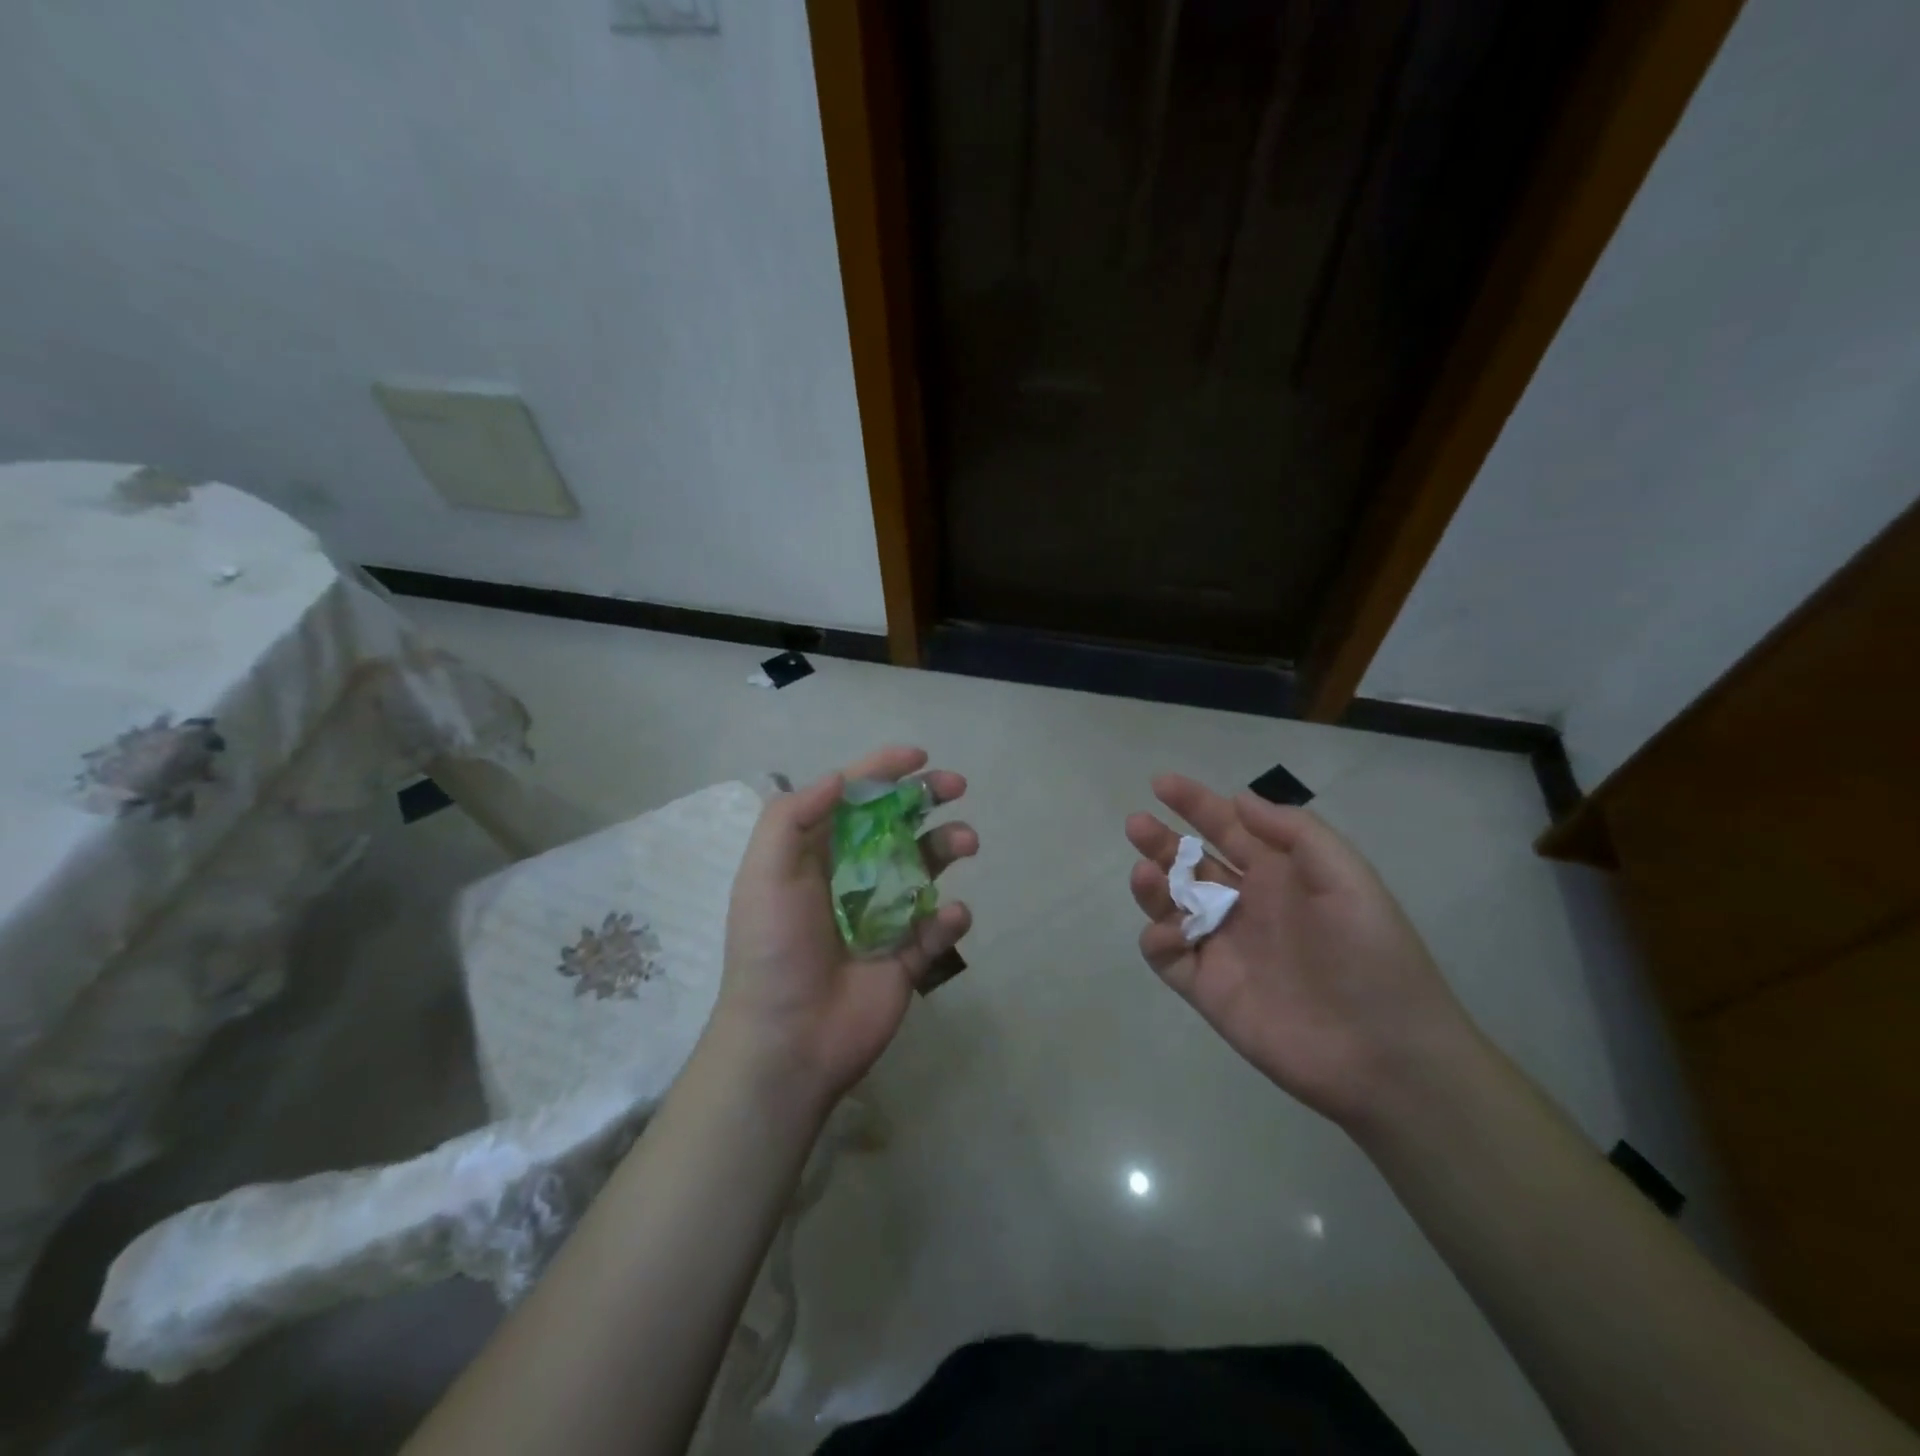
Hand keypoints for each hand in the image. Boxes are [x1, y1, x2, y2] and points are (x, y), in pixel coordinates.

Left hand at [710, 746, 975, 1109]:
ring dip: (948, 847)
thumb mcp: (764, 872)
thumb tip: (840, 778)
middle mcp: (852, 877)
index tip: (920, 756)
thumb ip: (792, 816)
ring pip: (926, 868)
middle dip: (927, 799)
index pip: (853, 799)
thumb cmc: (773, 947)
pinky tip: (948, 917)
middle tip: (957, 787)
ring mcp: (882, 917)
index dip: (884, 770)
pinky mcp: (906, 956)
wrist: (787, 1039)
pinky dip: (950, 918)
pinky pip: (936, 928)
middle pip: (897, 824)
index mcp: (816, 854)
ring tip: (965, 843)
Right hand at [1126, 775, 1479, 1130]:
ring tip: (1145, 873)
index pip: (1227, 829)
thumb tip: (1240, 799)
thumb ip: (1296, 834)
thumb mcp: (1349, 880)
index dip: (1195, 803)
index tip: (1160, 784)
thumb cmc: (1372, 958)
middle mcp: (1245, 905)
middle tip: (1137, 825)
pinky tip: (1172, 932)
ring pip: (1170, 905)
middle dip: (1161, 841)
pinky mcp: (1207, 989)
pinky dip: (1158, 938)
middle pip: (1189, 863)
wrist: (1386, 1056)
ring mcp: (1222, 947)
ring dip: (1151, 885)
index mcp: (1278, 876)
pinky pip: (1167, 956)